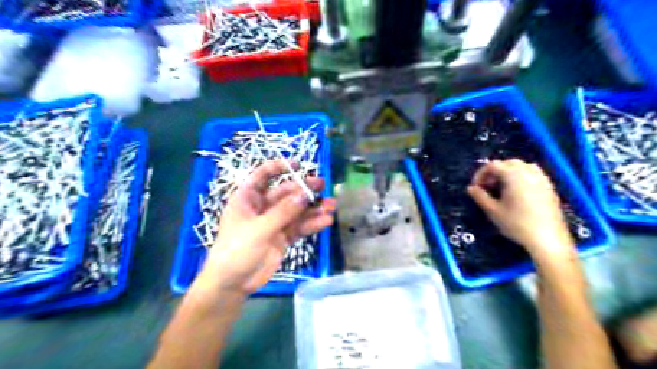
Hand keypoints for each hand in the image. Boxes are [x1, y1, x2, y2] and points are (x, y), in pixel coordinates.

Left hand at [193, 160, 338, 296]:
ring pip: (296, 210)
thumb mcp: (259, 229)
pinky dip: (312, 224)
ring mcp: (274, 223)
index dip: (278, 167)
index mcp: (248, 199)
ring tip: (331, 206)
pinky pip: (299, 227)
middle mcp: (262, 207)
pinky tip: (326, 221)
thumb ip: (283, 212)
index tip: (297, 164)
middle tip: (322, 185)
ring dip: (313, 208)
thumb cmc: (237, 250)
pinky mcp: (283, 237)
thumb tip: (305, 194)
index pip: (262, 176)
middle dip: (304, 189)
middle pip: (285, 193)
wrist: (232, 284)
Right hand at [467, 158, 575, 259]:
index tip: (476, 187)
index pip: (493, 165)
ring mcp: (542, 179)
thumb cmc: (517, 224)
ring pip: (522, 166)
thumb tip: (471, 188)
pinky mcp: (549, 188)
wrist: (547, 239)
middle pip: (508, 163)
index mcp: (513, 176)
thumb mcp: (493, 211)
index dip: (480, 174)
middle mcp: (529, 173)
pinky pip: (533, 174)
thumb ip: (480, 197)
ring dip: (509, 173)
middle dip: (495, 172)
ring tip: (502, 188)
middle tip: (488, 187)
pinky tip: (517, 193)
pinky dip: (522, 177)